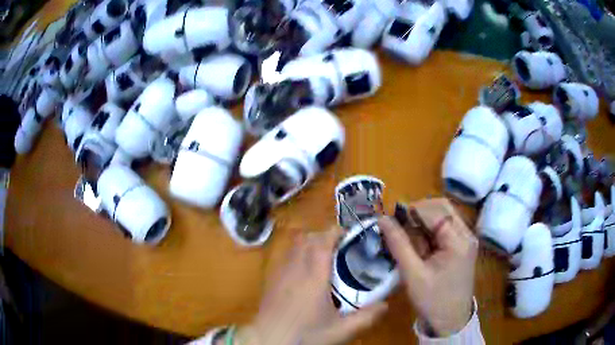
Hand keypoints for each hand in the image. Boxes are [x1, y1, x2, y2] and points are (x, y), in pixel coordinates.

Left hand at [231, 228, 387, 344]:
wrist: (267, 341)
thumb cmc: (304, 335)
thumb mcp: (340, 331)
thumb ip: (365, 318)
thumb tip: (385, 305)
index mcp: (314, 276)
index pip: (322, 242)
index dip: (335, 232)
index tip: (348, 234)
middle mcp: (295, 268)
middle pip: (307, 238)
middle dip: (324, 236)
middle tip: (340, 247)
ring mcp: (280, 273)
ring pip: (294, 245)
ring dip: (310, 243)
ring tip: (324, 257)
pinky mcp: (271, 280)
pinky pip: (286, 257)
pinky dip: (297, 254)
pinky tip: (304, 273)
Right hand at [379, 198, 477, 335]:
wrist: (450, 322)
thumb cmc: (432, 301)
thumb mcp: (413, 274)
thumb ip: (398, 244)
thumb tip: (382, 218)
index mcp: (459, 240)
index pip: (435, 211)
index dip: (412, 210)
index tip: (393, 220)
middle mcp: (467, 234)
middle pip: (442, 208)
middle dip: (419, 214)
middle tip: (401, 230)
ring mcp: (466, 239)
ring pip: (443, 216)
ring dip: (424, 223)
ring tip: (410, 243)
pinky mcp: (462, 246)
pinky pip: (445, 228)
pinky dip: (429, 232)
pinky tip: (421, 248)